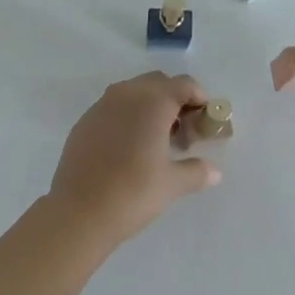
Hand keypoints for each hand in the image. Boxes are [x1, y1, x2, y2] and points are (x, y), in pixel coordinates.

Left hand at [48, 72, 221, 245]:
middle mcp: (127, 93)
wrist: (79, 211)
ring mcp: (102, 105)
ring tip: (157, 140)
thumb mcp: (172, 184)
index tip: (205, 123)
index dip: (200, 99)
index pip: (185, 85)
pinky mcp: (85, 120)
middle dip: (175, 100)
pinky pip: (113, 107)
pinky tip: (129, 147)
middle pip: (159, 83)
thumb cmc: (133, 192)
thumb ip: (196, 171)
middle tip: (183, 132)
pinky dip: (127, 116)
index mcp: (153, 101)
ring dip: (150, 106)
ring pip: (134, 92)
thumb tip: (214, 172)